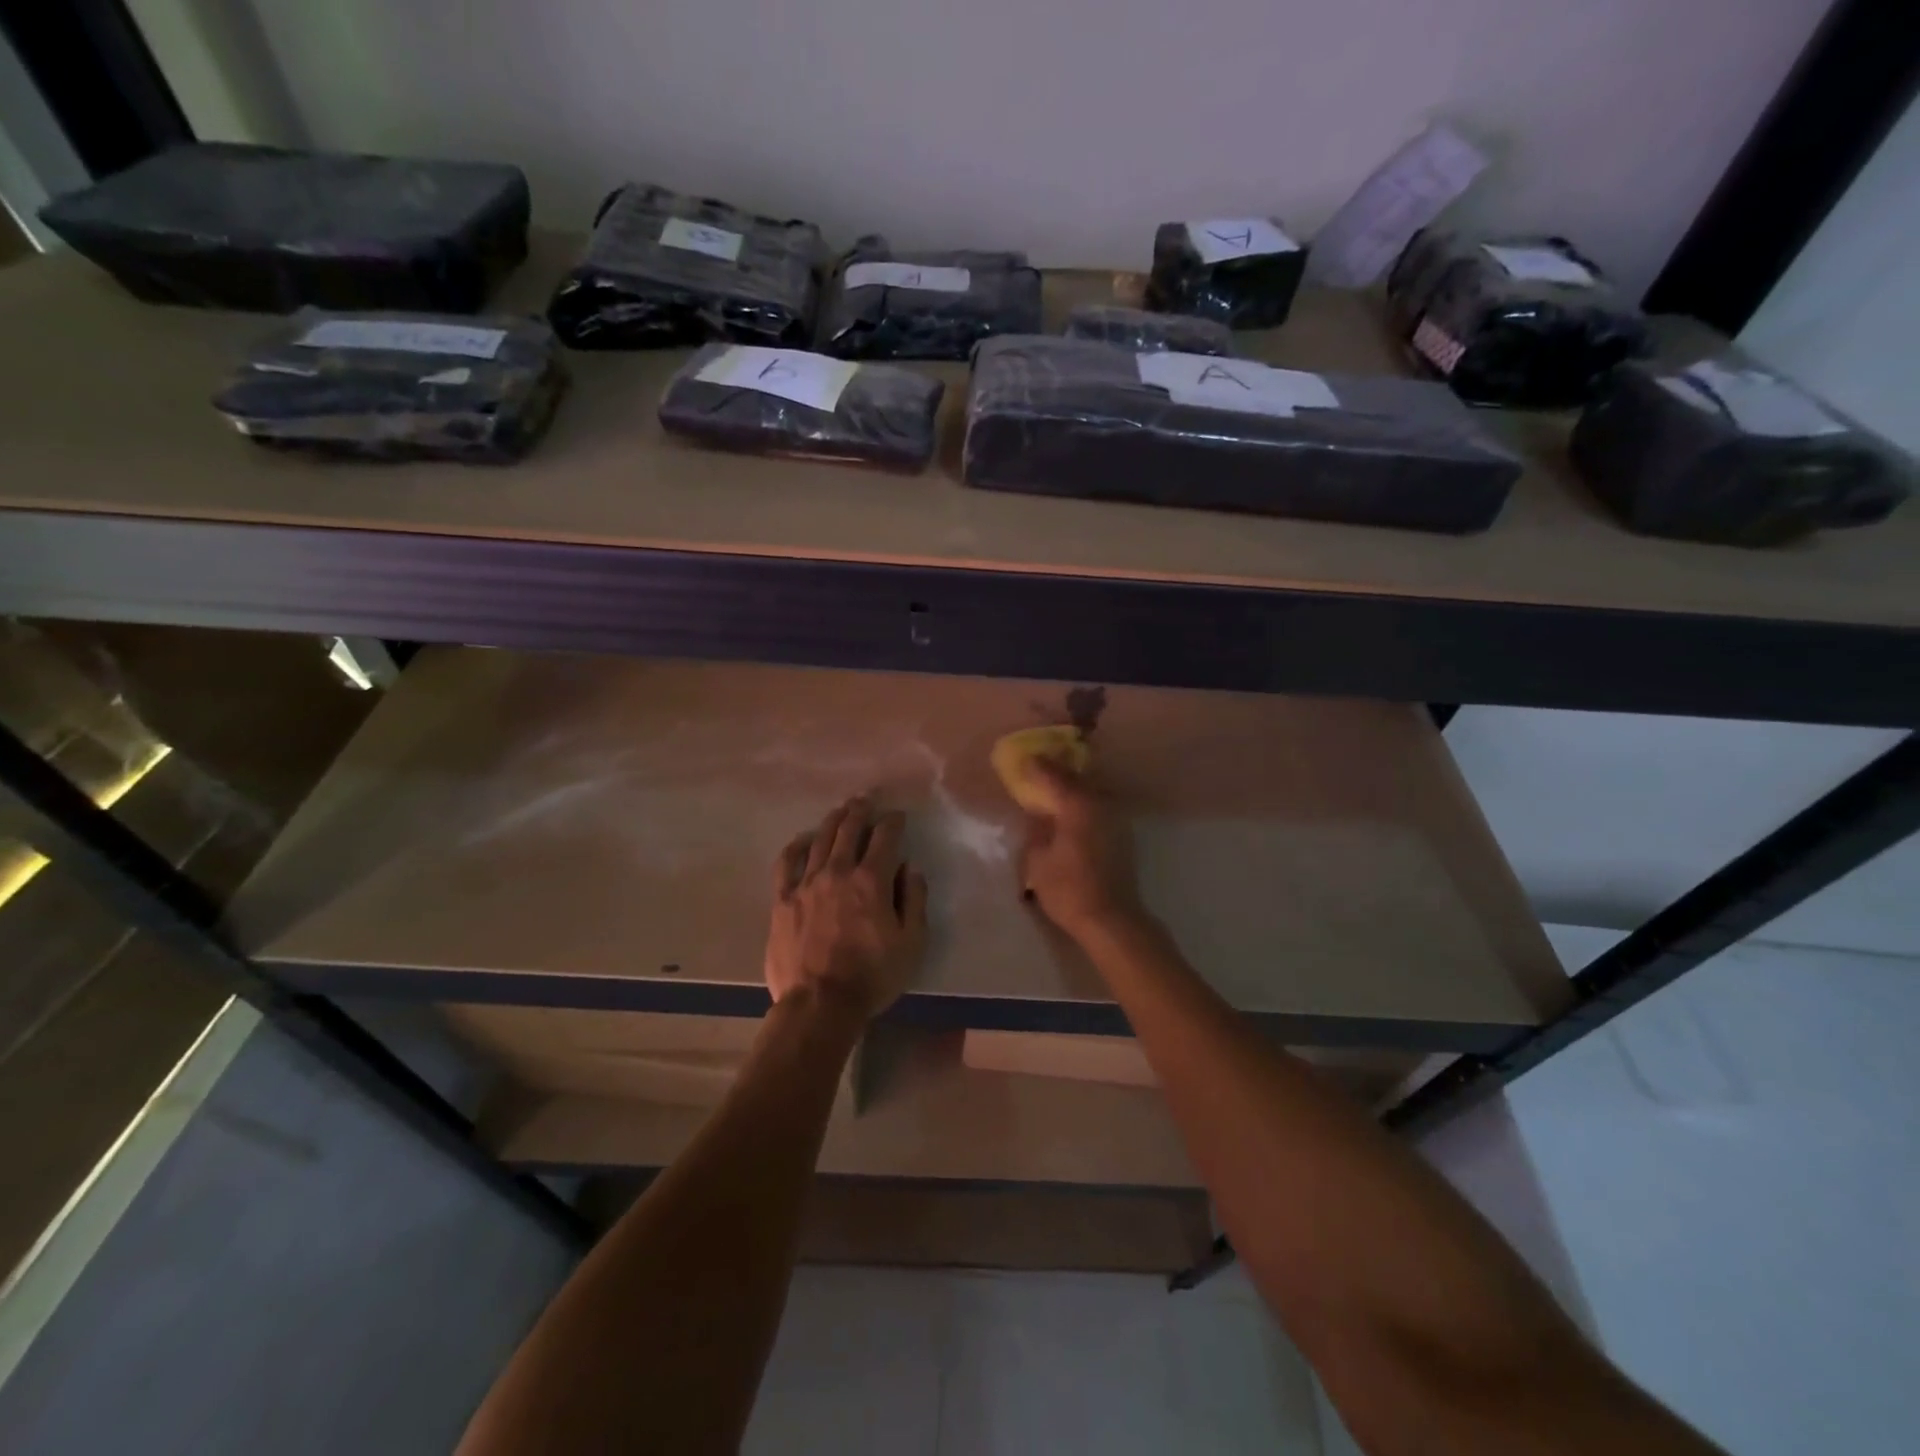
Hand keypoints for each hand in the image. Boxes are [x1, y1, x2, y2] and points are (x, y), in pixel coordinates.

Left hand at [767, 798, 927, 1022]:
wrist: (819, 1005)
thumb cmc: (873, 976)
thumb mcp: (911, 943)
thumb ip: (913, 900)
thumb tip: (909, 869)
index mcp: (871, 880)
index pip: (885, 837)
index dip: (893, 822)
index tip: (898, 816)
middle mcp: (837, 871)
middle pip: (849, 829)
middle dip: (861, 811)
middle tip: (866, 800)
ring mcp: (805, 883)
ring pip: (820, 839)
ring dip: (833, 821)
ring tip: (841, 811)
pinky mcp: (782, 900)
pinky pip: (787, 863)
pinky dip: (797, 846)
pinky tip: (804, 840)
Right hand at [1018, 760, 1143, 939]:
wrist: (1111, 919)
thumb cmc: (1068, 889)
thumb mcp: (1037, 860)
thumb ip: (1036, 830)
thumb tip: (1038, 814)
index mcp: (1077, 804)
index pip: (1053, 775)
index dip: (1036, 766)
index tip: (1022, 759)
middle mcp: (1099, 803)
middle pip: (1075, 779)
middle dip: (1056, 772)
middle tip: (1037, 769)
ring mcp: (1115, 817)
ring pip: (1089, 792)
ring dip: (1072, 788)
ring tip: (1052, 790)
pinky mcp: (1122, 834)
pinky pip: (1097, 808)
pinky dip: (1082, 804)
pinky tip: (1070, 813)